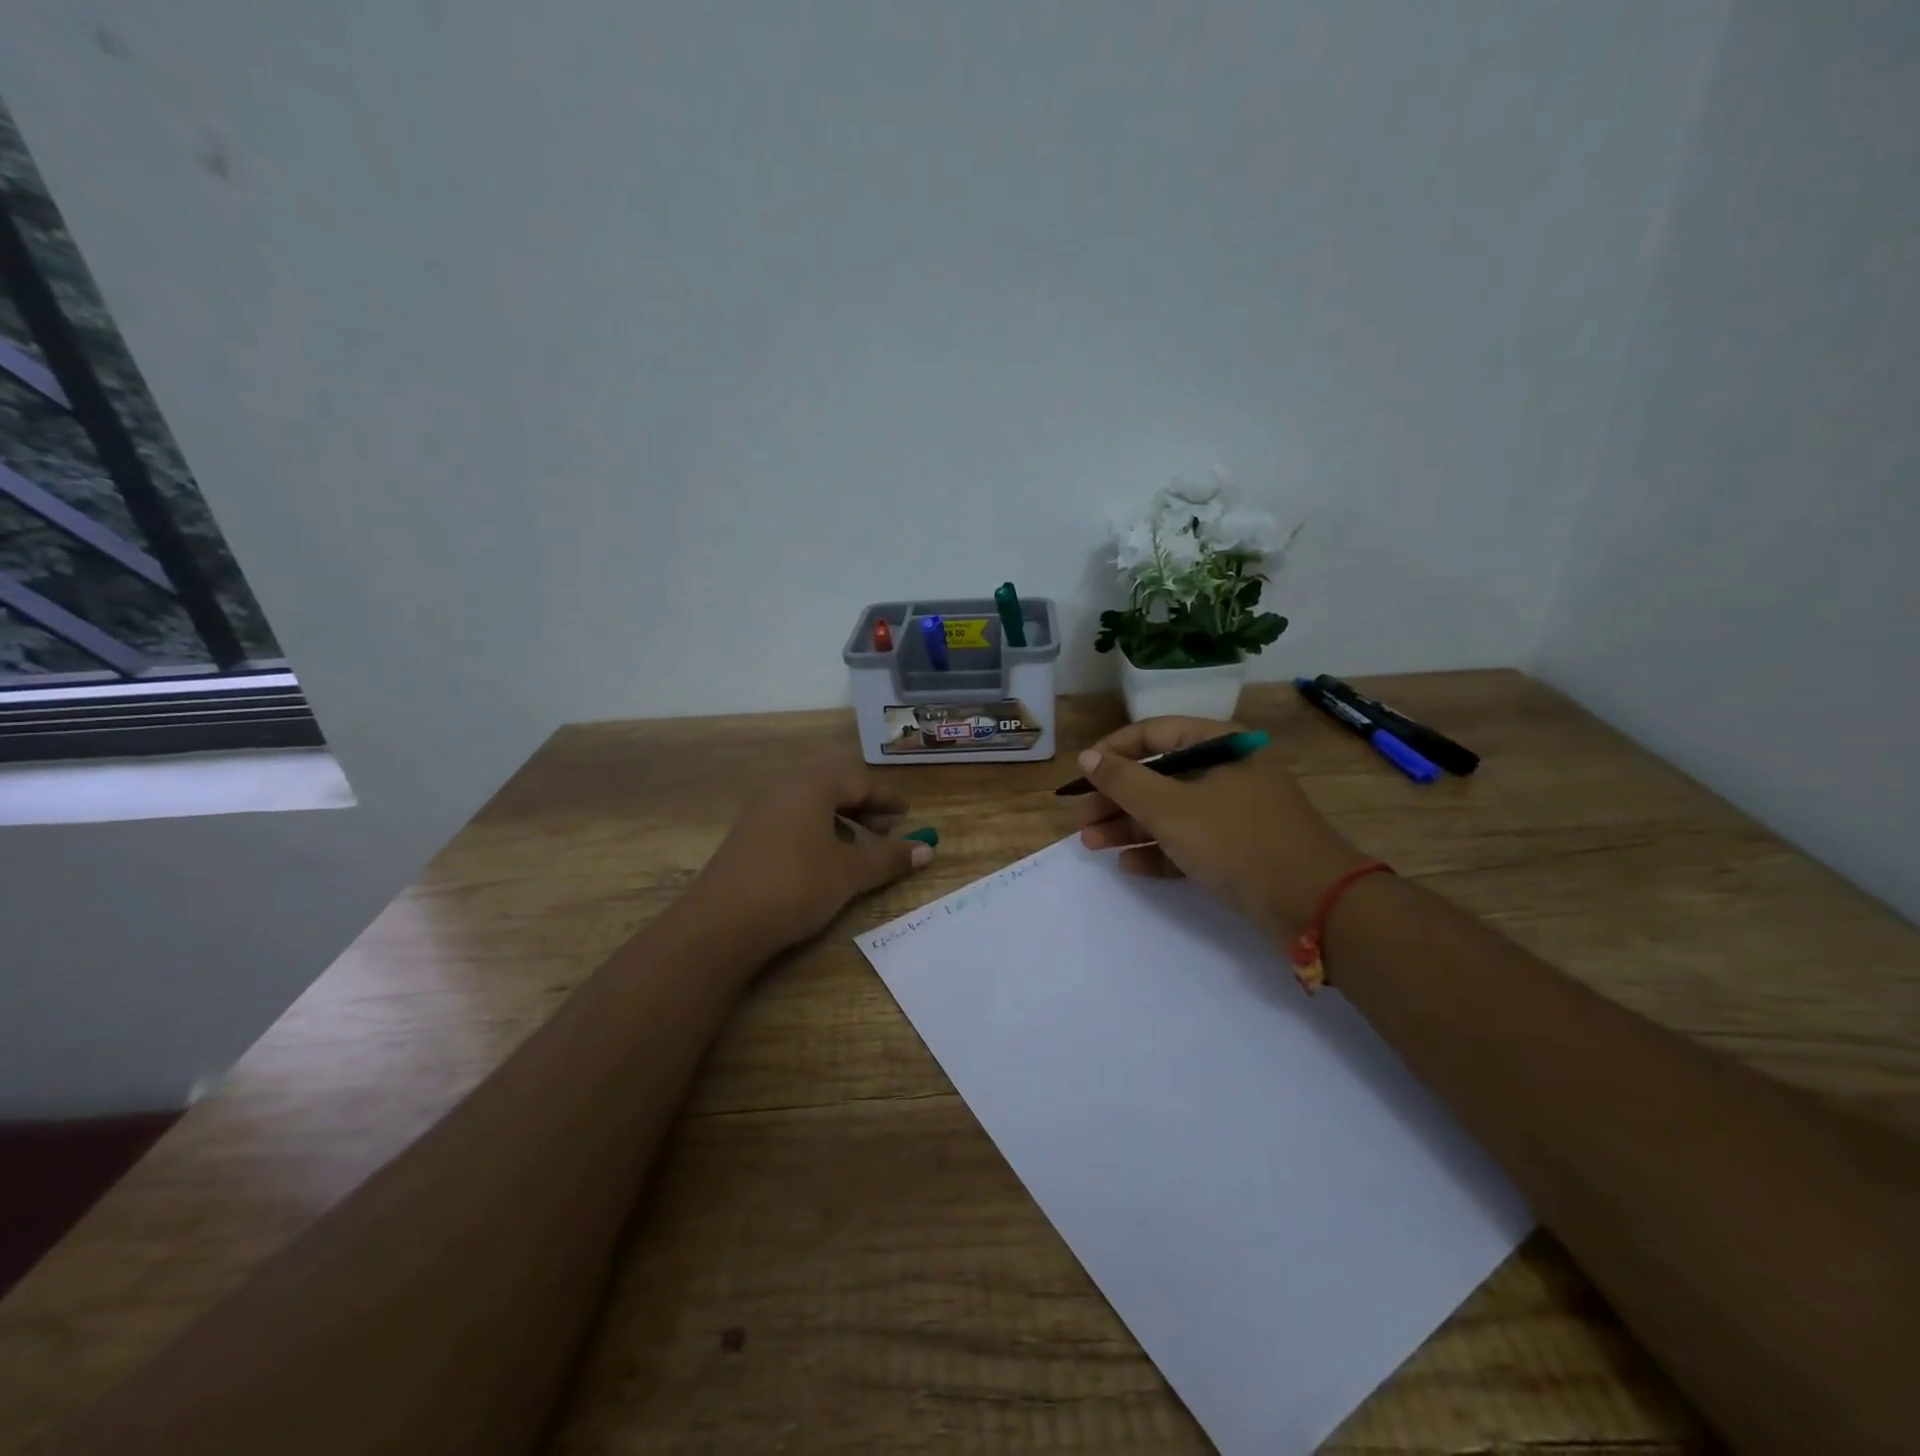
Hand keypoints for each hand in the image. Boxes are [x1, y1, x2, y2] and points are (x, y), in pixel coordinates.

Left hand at [691, 765, 934, 951]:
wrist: (722, 923)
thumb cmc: (797, 884)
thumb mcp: (851, 872)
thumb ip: (889, 857)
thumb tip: (928, 849)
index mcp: (811, 786)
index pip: (858, 782)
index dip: (886, 799)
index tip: (907, 813)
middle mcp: (783, 791)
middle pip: (832, 791)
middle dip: (864, 810)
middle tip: (888, 830)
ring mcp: (760, 814)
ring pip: (811, 809)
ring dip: (840, 825)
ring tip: (859, 850)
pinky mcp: (746, 840)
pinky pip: (791, 825)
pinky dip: (816, 836)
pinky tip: (824, 864)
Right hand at [1075, 717, 1368, 934]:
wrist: (1314, 905)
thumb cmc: (1236, 841)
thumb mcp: (1171, 808)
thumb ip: (1125, 780)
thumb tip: (1088, 756)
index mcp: (1220, 745)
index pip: (1154, 733)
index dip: (1113, 750)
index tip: (1082, 775)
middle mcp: (1228, 772)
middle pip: (1159, 776)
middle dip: (1116, 799)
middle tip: (1082, 821)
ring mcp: (1235, 813)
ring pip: (1171, 812)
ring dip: (1130, 827)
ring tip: (1092, 846)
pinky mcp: (1239, 850)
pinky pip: (1190, 842)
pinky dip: (1159, 851)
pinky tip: (1129, 865)